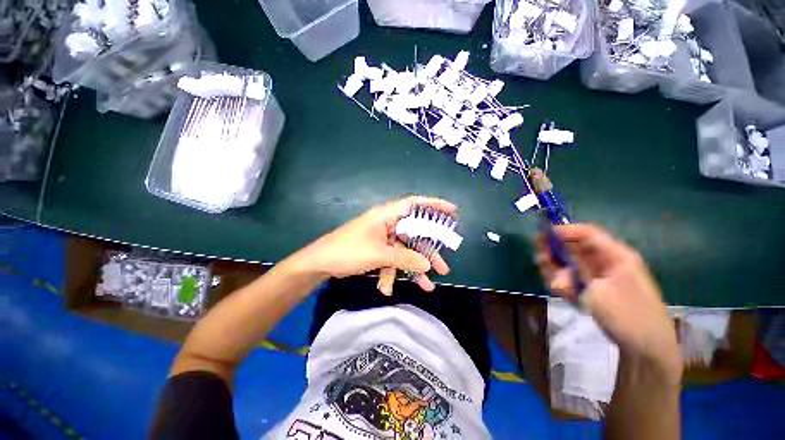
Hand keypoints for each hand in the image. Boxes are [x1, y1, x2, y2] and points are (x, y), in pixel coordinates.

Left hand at [300, 196, 454, 292]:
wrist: (320, 263)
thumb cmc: (349, 251)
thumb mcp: (379, 255)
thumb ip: (405, 259)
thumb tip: (428, 265)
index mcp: (387, 215)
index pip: (415, 204)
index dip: (435, 206)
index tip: (453, 213)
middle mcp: (387, 224)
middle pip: (415, 234)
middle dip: (428, 252)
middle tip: (443, 267)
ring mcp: (383, 238)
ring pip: (405, 251)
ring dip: (414, 268)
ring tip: (428, 285)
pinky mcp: (378, 249)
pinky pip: (392, 259)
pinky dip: (393, 273)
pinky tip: (387, 288)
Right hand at [536, 224, 680, 378]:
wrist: (646, 348)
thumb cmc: (627, 316)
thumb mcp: (597, 291)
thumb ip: (570, 271)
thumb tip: (547, 256)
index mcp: (616, 255)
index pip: (586, 233)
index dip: (563, 231)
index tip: (542, 238)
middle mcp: (607, 261)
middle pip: (574, 247)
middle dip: (556, 254)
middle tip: (541, 261)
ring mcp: (600, 275)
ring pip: (570, 264)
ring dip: (559, 274)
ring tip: (560, 289)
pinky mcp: (595, 287)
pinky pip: (573, 278)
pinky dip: (565, 284)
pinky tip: (567, 296)